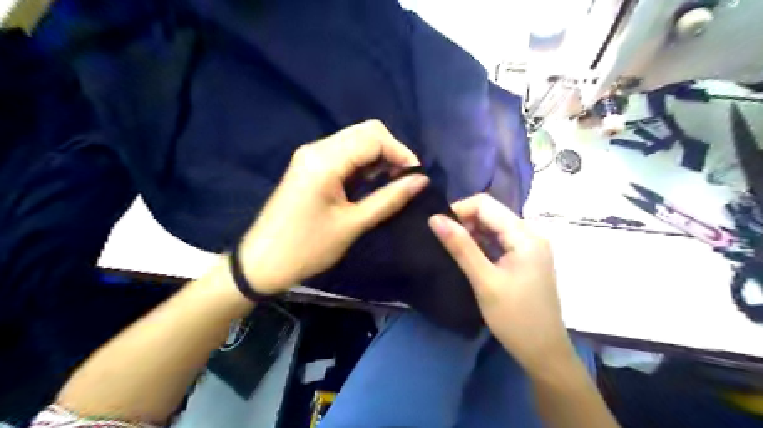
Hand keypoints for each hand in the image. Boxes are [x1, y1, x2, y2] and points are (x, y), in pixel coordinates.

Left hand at [239, 119, 428, 293]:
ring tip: (392, 184)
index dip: (401, 153)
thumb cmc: (307, 248)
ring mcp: (311, 155)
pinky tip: (371, 183)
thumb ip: (389, 198)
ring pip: (356, 141)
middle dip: (391, 152)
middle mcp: (317, 148)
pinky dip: (363, 164)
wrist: (261, 262)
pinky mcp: (309, 166)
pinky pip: (344, 154)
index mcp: (325, 160)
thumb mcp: (353, 225)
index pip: (374, 138)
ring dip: (378, 157)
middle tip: (405, 180)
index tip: (418, 177)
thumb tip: (422, 180)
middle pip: (366, 132)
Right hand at [429, 194, 571, 374]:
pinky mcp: (525, 257)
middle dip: (464, 222)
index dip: (459, 210)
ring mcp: (530, 246)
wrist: (544, 352)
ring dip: (471, 233)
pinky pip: (499, 240)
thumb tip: (434, 218)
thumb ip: (460, 247)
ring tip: (452, 250)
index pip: (485, 204)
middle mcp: (530, 233)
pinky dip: (481, 244)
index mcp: (525, 235)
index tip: (439, 229)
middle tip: (443, 242)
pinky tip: (469, 257)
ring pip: (493, 226)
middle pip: (490, 213)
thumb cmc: (515, 318)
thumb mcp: (484, 281)